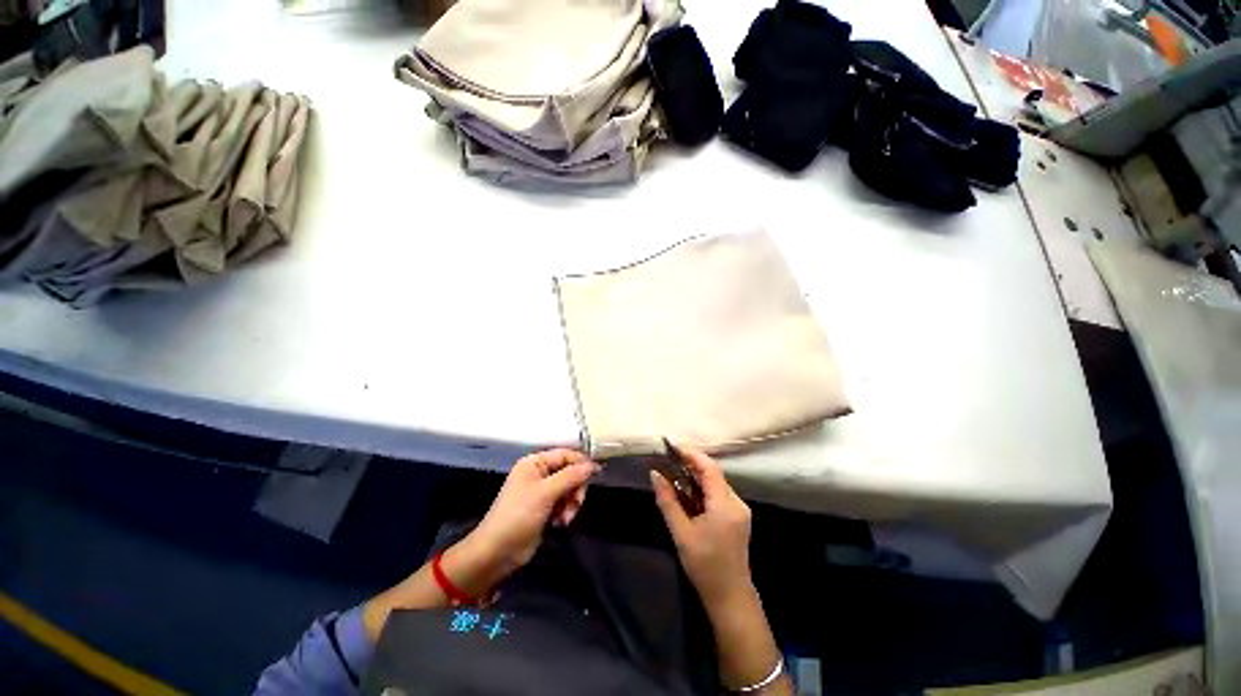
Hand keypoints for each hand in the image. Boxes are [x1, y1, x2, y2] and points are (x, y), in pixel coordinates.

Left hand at [469, 448, 598, 573]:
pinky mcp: (544, 507)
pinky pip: (564, 502)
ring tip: (565, 518)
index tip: (596, 474)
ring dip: (571, 503)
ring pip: (569, 488)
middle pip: (570, 472)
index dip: (581, 463)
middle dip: (575, 488)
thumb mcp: (546, 493)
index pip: (565, 454)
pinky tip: (559, 523)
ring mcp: (542, 491)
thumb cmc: (519, 515)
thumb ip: (571, 476)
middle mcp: (539, 473)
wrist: (497, 552)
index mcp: (535, 462)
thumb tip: (593, 465)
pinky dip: (565, 511)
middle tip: (576, 503)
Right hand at [651, 444, 753, 609]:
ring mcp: (739, 510)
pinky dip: (702, 488)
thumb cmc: (705, 566)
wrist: (730, 598)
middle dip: (691, 464)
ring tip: (673, 472)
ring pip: (715, 483)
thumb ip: (668, 501)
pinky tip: (687, 492)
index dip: (691, 454)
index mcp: (725, 505)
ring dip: (695, 476)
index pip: (709, 468)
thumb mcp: (681, 533)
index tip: (672, 446)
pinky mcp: (737, 517)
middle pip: (713, 474)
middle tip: (668, 459)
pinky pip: (718, 494)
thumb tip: (655, 474)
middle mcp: (736, 502)